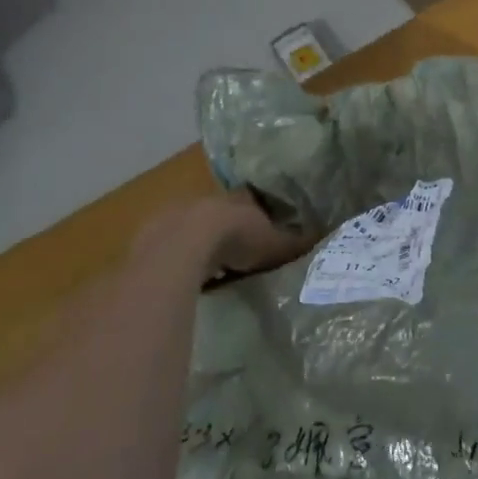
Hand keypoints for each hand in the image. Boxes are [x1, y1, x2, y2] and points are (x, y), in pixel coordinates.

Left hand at [131, 189, 309, 284]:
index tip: (268, 226)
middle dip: (227, 229)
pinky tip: (187, 280)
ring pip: (193, 229)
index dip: (260, 211)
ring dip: (201, 245)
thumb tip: (324, 239)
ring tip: (213, 270)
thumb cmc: (235, 238)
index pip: (251, 199)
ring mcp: (176, 217)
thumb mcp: (273, 245)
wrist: (183, 245)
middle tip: (240, 252)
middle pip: (220, 213)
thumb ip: (294, 244)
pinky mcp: (153, 239)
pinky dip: (180, 261)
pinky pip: (171, 249)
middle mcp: (207, 201)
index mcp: (238, 199)